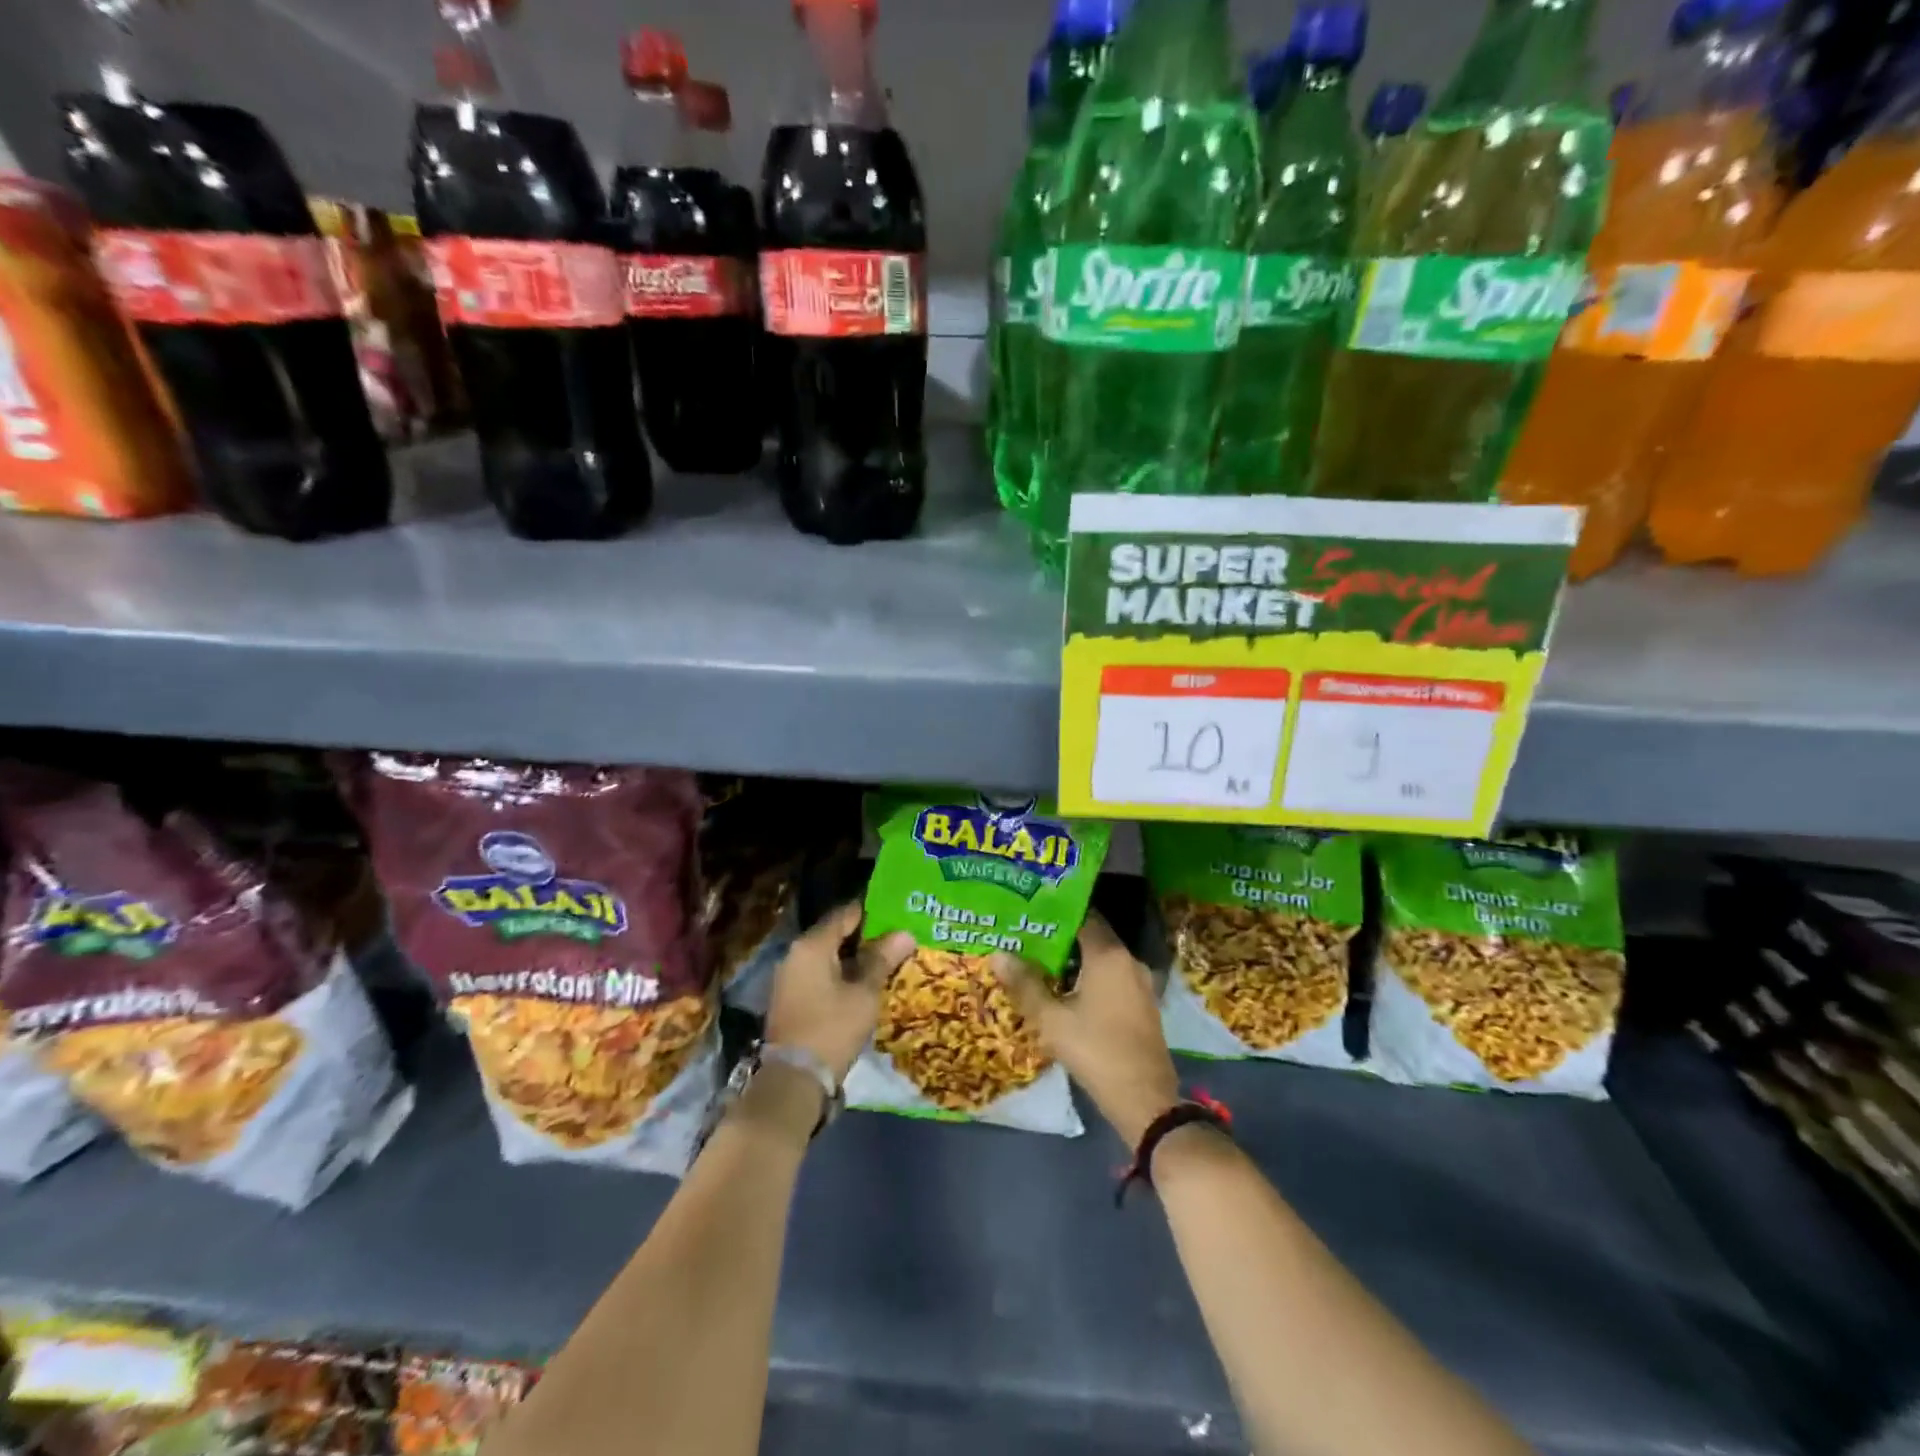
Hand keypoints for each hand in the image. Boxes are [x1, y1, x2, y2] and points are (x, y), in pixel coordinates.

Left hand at [764, 901, 914, 1081]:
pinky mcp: (789, 998)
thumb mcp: (864, 994)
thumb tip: (905, 933)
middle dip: (865, 937)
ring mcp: (789, 977)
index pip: (845, 914)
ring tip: (884, 962)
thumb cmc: (832, 1028)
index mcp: (811, 945)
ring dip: (853, 958)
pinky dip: (840, 974)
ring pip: (827, 956)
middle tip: (896, 940)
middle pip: (834, 934)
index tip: (897, 915)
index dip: (872, 912)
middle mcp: (795, 954)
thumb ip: (882, 960)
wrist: (793, 1079)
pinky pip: (818, 974)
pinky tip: (862, 984)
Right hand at [990, 912, 1180, 1145]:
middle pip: (1092, 936)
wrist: (1145, 1099)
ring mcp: (1140, 983)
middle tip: (1028, 936)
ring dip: (1075, 959)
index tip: (1031, 911)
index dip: (1057, 911)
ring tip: (1041, 962)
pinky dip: (1090, 976)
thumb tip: (997, 954)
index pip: (1084, 915)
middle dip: (1061, 936)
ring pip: (1102, 959)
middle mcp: (1129, 960)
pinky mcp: (1143, 1004)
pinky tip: (1066, 990)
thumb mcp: (1052, 1020)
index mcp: (1109, 955)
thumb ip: (1025, 985)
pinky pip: (1112, 977)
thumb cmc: (1096, 1051)